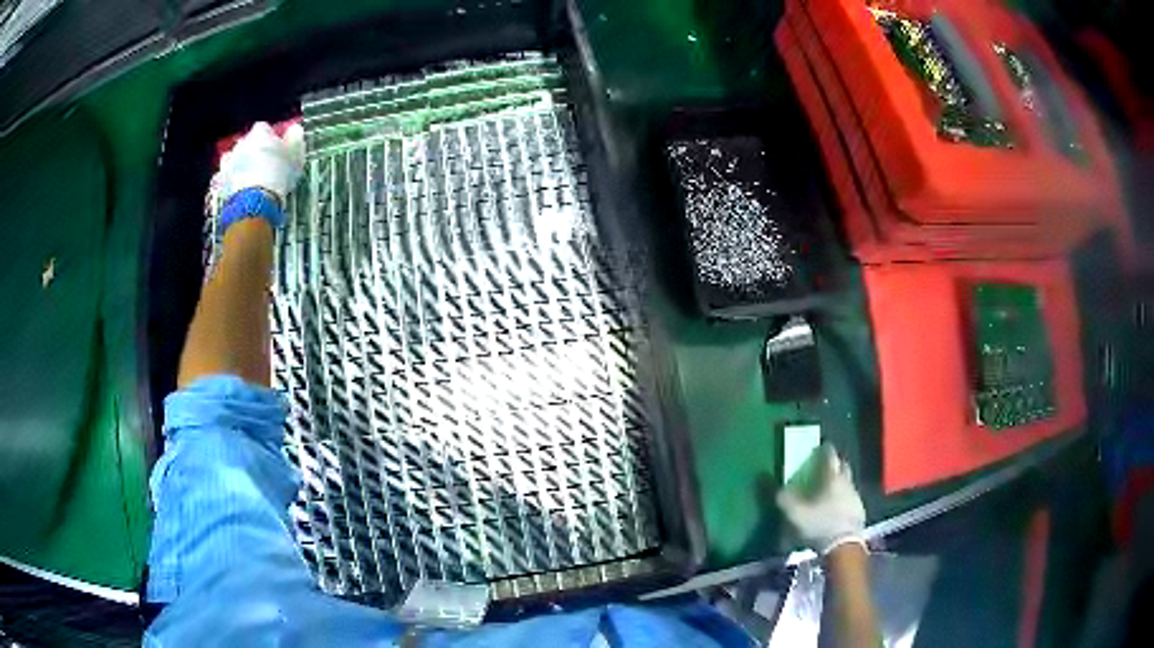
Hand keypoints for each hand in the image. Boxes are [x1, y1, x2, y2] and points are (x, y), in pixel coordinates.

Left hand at [212, 121, 305, 206]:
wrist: (255, 200)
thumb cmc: (278, 174)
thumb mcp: (295, 154)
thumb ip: (295, 138)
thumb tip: (294, 130)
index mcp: (259, 133)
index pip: (264, 128)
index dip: (270, 137)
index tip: (277, 147)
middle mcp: (241, 142)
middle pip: (247, 142)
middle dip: (254, 150)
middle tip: (264, 163)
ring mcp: (229, 161)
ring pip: (233, 157)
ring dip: (240, 163)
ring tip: (249, 176)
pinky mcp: (221, 180)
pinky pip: (223, 177)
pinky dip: (229, 180)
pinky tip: (237, 187)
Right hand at [776, 444, 866, 554]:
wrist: (844, 546)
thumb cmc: (820, 525)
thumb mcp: (795, 514)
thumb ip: (784, 498)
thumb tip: (770, 482)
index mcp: (832, 478)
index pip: (830, 456)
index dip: (825, 450)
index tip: (820, 447)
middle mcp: (847, 482)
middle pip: (842, 466)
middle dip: (835, 464)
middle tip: (824, 468)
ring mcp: (855, 497)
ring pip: (848, 482)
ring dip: (839, 483)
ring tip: (828, 490)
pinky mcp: (859, 511)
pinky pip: (850, 498)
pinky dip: (843, 498)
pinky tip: (836, 508)